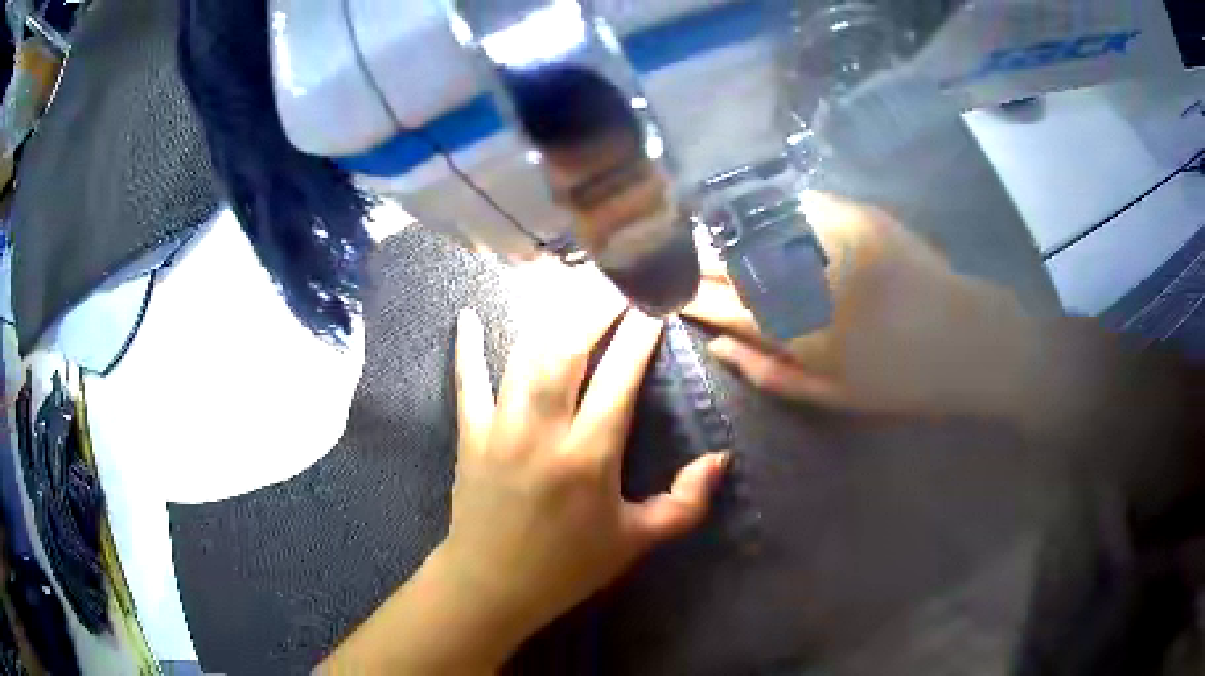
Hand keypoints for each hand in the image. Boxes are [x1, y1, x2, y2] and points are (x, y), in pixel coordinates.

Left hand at [442, 304, 727, 656]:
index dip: (639, 336)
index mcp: (589, 455)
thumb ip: (685, 503)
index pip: (620, 378)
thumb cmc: (569, 565)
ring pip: (523, 355)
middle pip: (568, 349)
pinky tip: (466, 316)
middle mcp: (544, 430)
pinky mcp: (470, 434)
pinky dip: (466, 347)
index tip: (653, 305)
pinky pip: (467, 381)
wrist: (493, 584)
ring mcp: (500, 427)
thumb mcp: (636, 541)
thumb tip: (720, 460)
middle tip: (616, 283)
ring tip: (567, 289)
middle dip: (595, 309)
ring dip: (548, 318)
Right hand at [684, 192, 1039, 417]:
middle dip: (695, 257)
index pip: (717, 303)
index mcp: (792, 329)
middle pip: (729, 259)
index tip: (666, 292)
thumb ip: (768, 372)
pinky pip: (797, 204)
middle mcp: (801, 277)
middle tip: (675, 256)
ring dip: (726, 230)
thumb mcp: (830, 396)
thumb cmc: (897, 380)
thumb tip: (717, 344)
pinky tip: (764, 215)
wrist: (964, 339)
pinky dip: (773, 210)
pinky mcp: (854, 215)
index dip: (686, 295)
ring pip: (755, 226)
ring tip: (708, 234)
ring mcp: (827, 239)